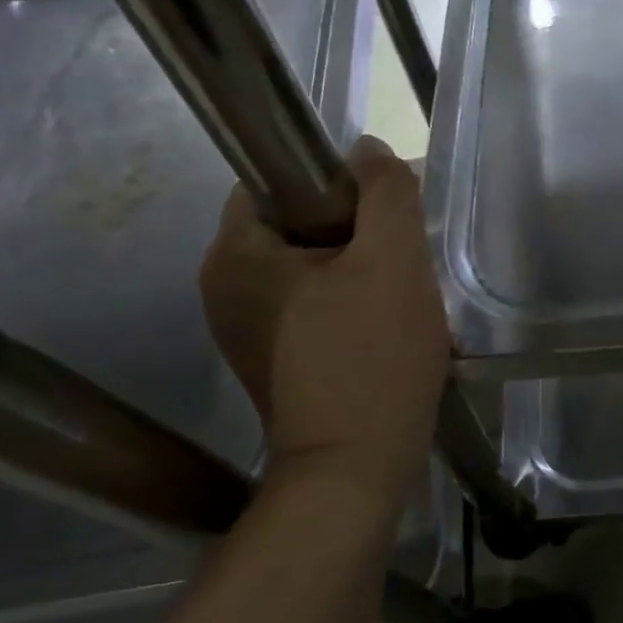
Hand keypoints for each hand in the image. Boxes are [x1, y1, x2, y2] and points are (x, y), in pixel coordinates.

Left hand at [198, 137, 450, 508]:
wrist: (355, 471)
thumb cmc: (371, 356)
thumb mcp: (393, 258)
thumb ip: (385, 190)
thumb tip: (366, 151)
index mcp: (235, 253)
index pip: (276, 179)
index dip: (333, 180)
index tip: (379, 210)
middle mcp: (223, 287)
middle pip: (297, 222)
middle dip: (354, 229)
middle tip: (399, 255)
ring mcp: (244, 328)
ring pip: (309, 264)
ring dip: (357, 267)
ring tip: (398, 293)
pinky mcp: (271, 358)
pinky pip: (311, 303)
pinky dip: (347, 302)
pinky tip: (384, 326)